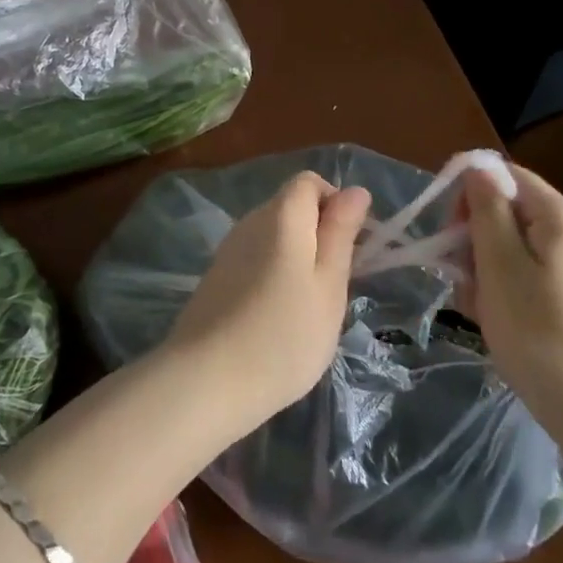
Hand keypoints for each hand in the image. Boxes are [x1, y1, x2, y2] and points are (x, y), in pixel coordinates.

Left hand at [161, 172, 371, 434]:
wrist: (207, 380)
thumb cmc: (284, 334)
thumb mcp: (329, 284)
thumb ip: (341, 233)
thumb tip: (355, 190)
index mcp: (281, 215)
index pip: (309, 182)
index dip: (336, 204)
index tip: (352, 246)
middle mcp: (250, 222)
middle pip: (291, 208)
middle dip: (320, 235)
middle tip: (336, 285)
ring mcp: (228, 250)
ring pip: (274, 238)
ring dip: (298, 259)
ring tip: (310, 308)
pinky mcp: (216, 278)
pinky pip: (255, 260)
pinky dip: (274, 277)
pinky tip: (278, 319)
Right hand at [461, 162, 562, 431]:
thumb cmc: (538, 330)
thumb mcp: (499, 264)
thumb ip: (486, 210)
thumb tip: (477, 168)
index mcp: (559, 215)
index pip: (505, 175)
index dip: (469, 193)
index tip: (448, 232)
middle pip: (509, 210)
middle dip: (475, 236)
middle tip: (460, 275)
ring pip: (515, 246)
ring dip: (486, 267)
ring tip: (476, 306)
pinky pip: (532, 274)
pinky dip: (507, 288)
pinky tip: (496, 319)